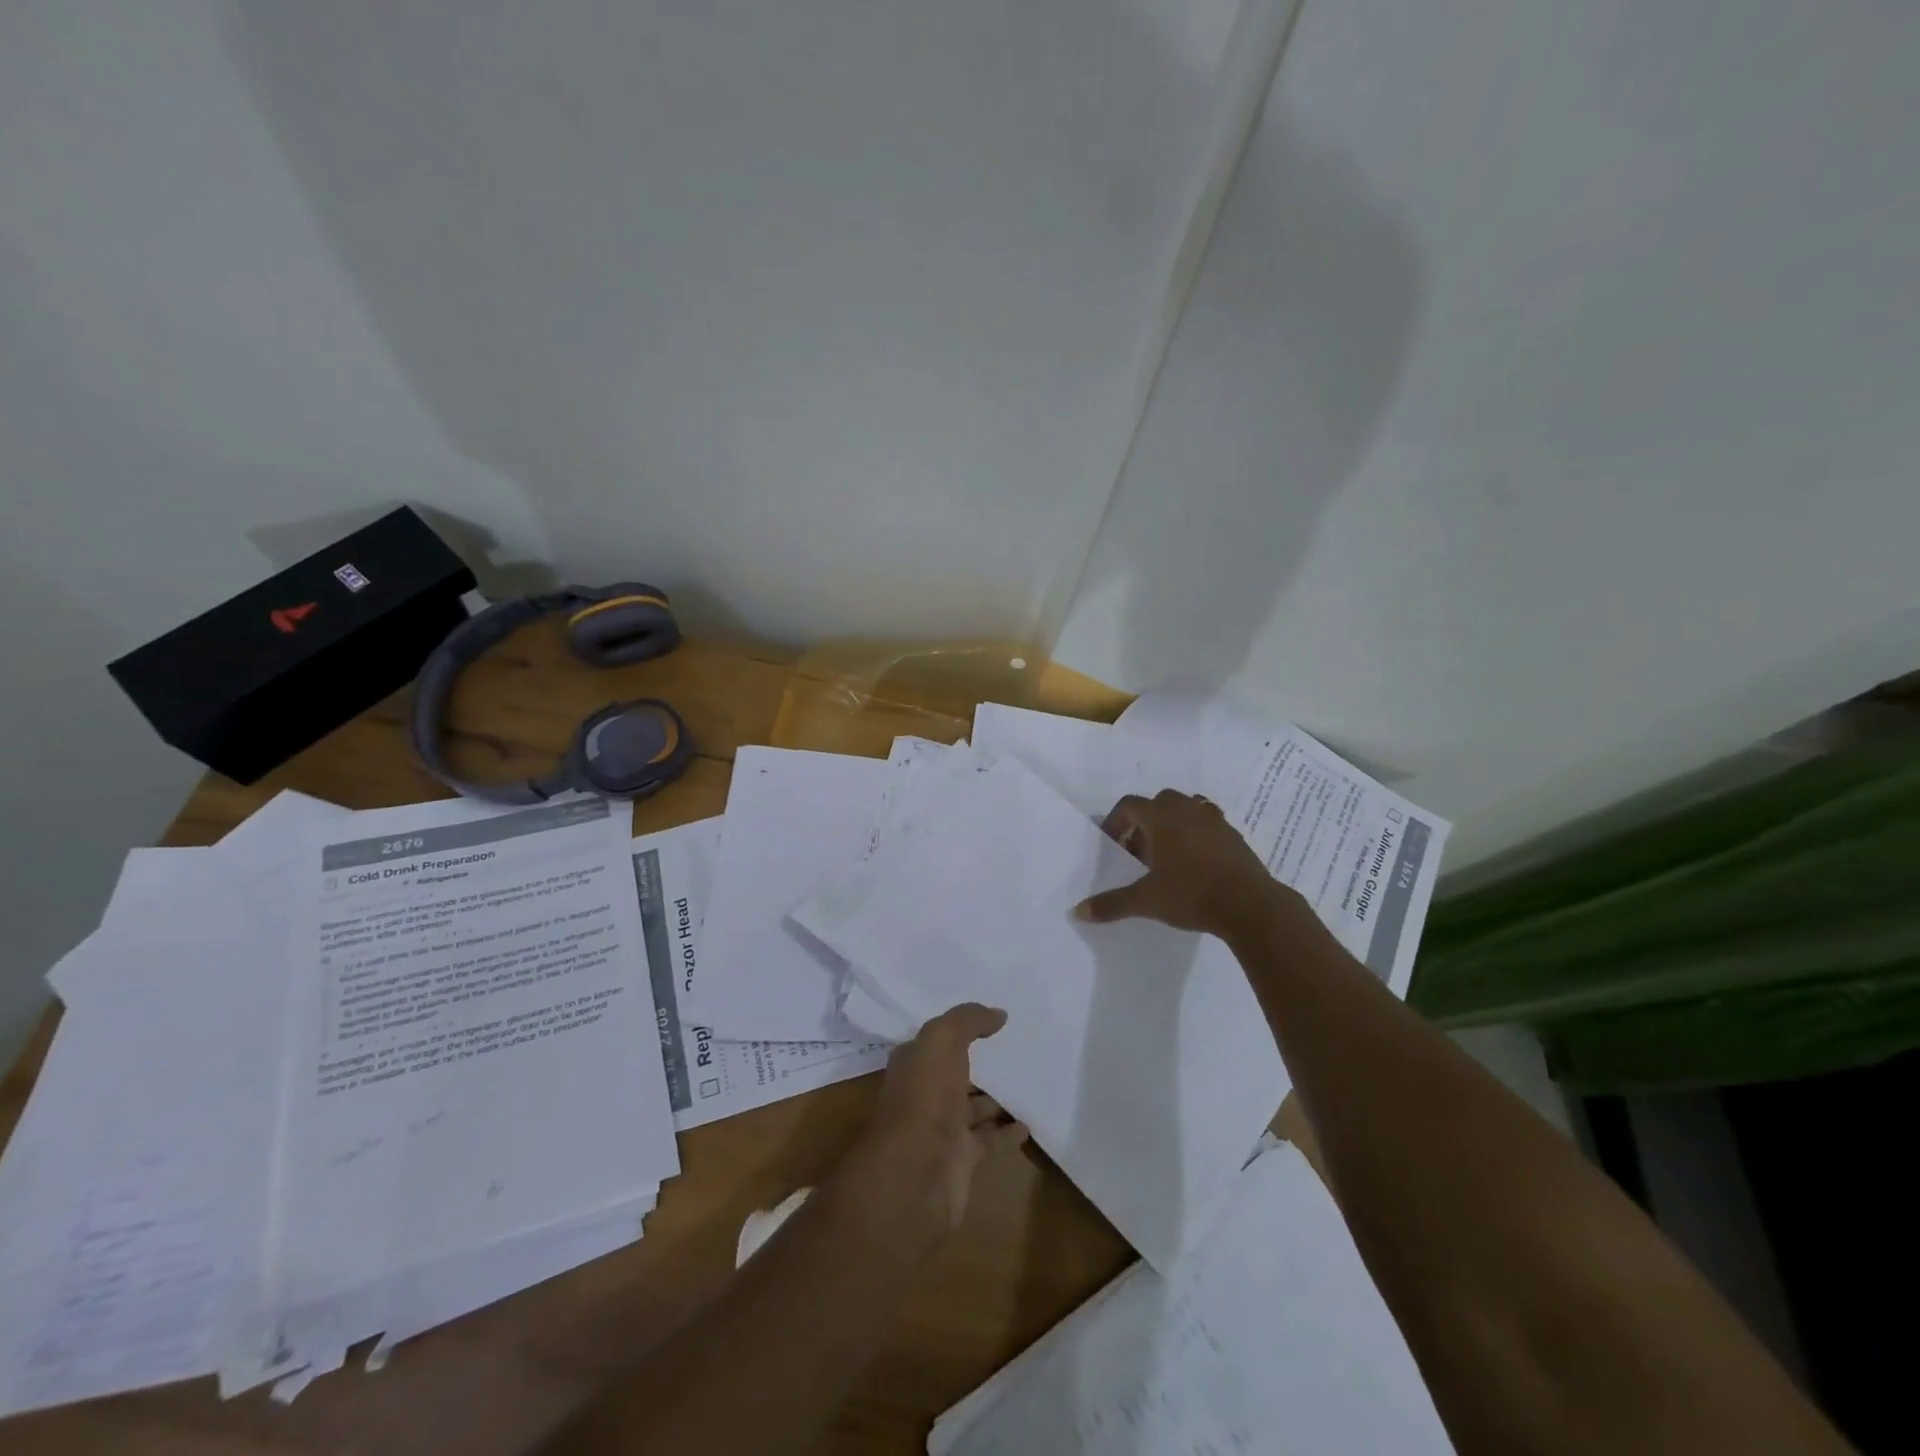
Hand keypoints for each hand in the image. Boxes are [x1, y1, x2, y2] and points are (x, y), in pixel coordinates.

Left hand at [837, 1003, 1027, 1237]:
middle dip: (977, 1065)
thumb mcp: (941, 1041)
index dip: (957, 1030)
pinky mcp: (962, 1159)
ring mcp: (942, 1128)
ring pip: (973, 1108)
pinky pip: (989, 1141)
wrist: (916, 1174)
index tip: (987, 1020)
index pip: (935, 1042)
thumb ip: (968, 1021)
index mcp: (913, 1064)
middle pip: (954, 1074)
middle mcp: (924, 1094)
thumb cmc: (924, 1097)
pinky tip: (1029, 1125)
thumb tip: (998, 1014)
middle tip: (1013, 1051)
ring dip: (995, 1099)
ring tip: (1027, 1084)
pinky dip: (1007, 1134)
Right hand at [1074, 789, 1280, 937]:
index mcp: (1161, 817)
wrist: (1250, 904)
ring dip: (1172, 823)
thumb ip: (1112, 904)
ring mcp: (1213, 819)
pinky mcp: (1233, 834)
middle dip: (1144, 821)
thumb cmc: (1192, 894)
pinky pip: (1207, 822)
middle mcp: (1186, 809)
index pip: (1129, 805)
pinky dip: (1196, 832)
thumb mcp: (1147, 901)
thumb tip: (1078, 912)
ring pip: (1186, 808)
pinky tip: (1196, 860)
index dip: (1116, 821)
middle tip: (1139, 850)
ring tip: (1167, 853)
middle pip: (1158, 802)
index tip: (1112, 844)